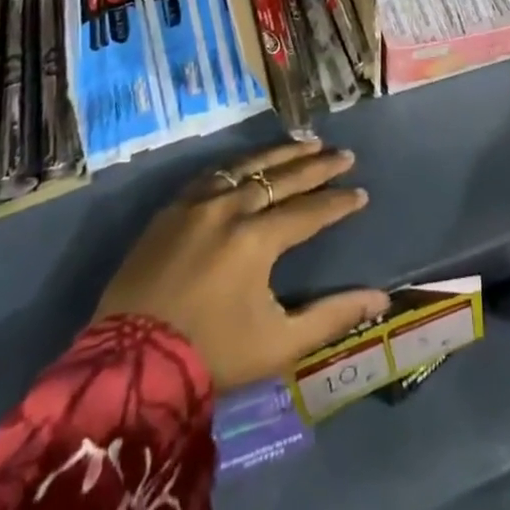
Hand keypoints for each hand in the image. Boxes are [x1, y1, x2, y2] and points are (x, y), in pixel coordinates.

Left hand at [93, 138, 389, 392]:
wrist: (128, 367)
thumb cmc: (210, 356)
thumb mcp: (278, 345)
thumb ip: (331, 316)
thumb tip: (380, 298)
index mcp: (257, 239)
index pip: (309, 210)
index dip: (338, 202)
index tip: (361, 193)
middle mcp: (230, 208)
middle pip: (282, 177)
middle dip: (318, 166)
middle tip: (344, 155)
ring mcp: (197, 203)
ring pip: (248, 165)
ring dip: (281, 154)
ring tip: (308, 143)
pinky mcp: (171, 208)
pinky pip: (214, 174)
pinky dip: (241, 165)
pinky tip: (253, 162)